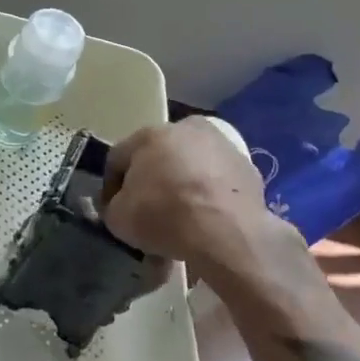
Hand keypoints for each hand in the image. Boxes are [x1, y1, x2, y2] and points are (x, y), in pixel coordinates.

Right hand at [101, 119, 285, 273]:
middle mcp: (185, 129)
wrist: (226, 232)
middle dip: (152, 179)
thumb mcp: (119, 218)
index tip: (114, 209)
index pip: (119, 157)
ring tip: (183, 216)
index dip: (112, 185)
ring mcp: (221, 145)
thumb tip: (120, 204)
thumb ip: (114, 205)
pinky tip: (208, 218)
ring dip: (184, 183)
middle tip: (150, 210)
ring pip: (191, 164)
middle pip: (159, 156)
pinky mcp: (247, 166)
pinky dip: (211, 194)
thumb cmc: (165, 216)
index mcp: (149, 135)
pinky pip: (218, 180)